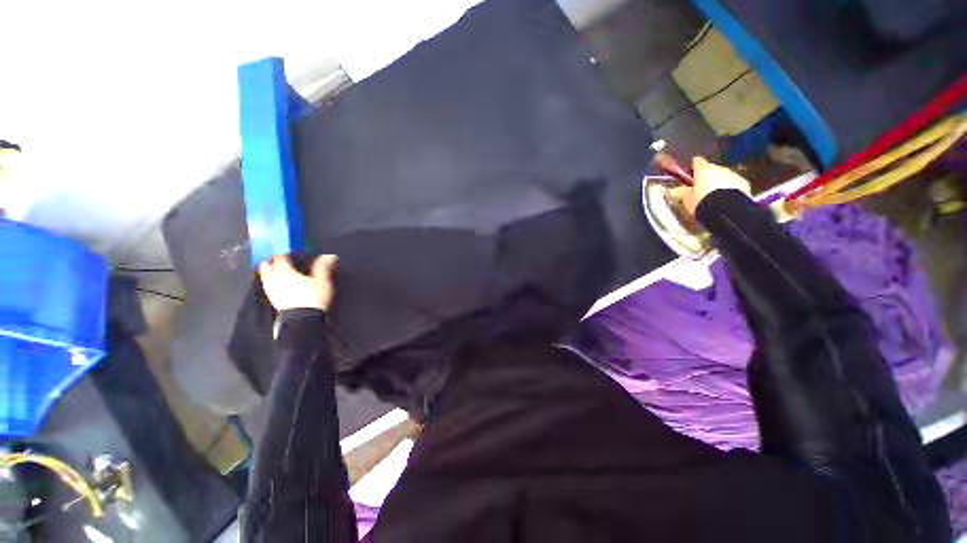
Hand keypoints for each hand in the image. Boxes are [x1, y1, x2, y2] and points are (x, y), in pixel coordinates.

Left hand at [259, 254, 337, 311]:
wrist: (302, 320)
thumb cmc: (313, 298)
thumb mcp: (322, 281)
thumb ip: (323, 267)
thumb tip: (329, 256)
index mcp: (285, 271)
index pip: (280, 257)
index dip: (284, 252)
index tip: (290, 250)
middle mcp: (274, 279)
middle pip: (266, 266)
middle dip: (271, 260)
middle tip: (279, 258)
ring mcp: (271, 290)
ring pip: (264, 276)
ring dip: (268, 271)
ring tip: (276, 269)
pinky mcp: (272, 300)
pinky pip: (267, 286)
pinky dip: (270, 281)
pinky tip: (278, 283)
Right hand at [680, 157, 751, 215]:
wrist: (727, 211)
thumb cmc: (702, 202)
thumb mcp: (687, 199)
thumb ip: (682, 192)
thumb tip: (673, 189)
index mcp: (703, 170)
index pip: (697, 161)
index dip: (693, 166)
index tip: (690, 172)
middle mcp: (718, 169)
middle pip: (712, 168)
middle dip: (707, 174)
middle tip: (702, 185)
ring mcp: (732, 174)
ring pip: (724, 174)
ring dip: (719, 180)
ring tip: (715, 193)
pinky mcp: (744, 183)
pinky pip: (734, 182)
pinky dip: (730, 186)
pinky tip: (726, 196)